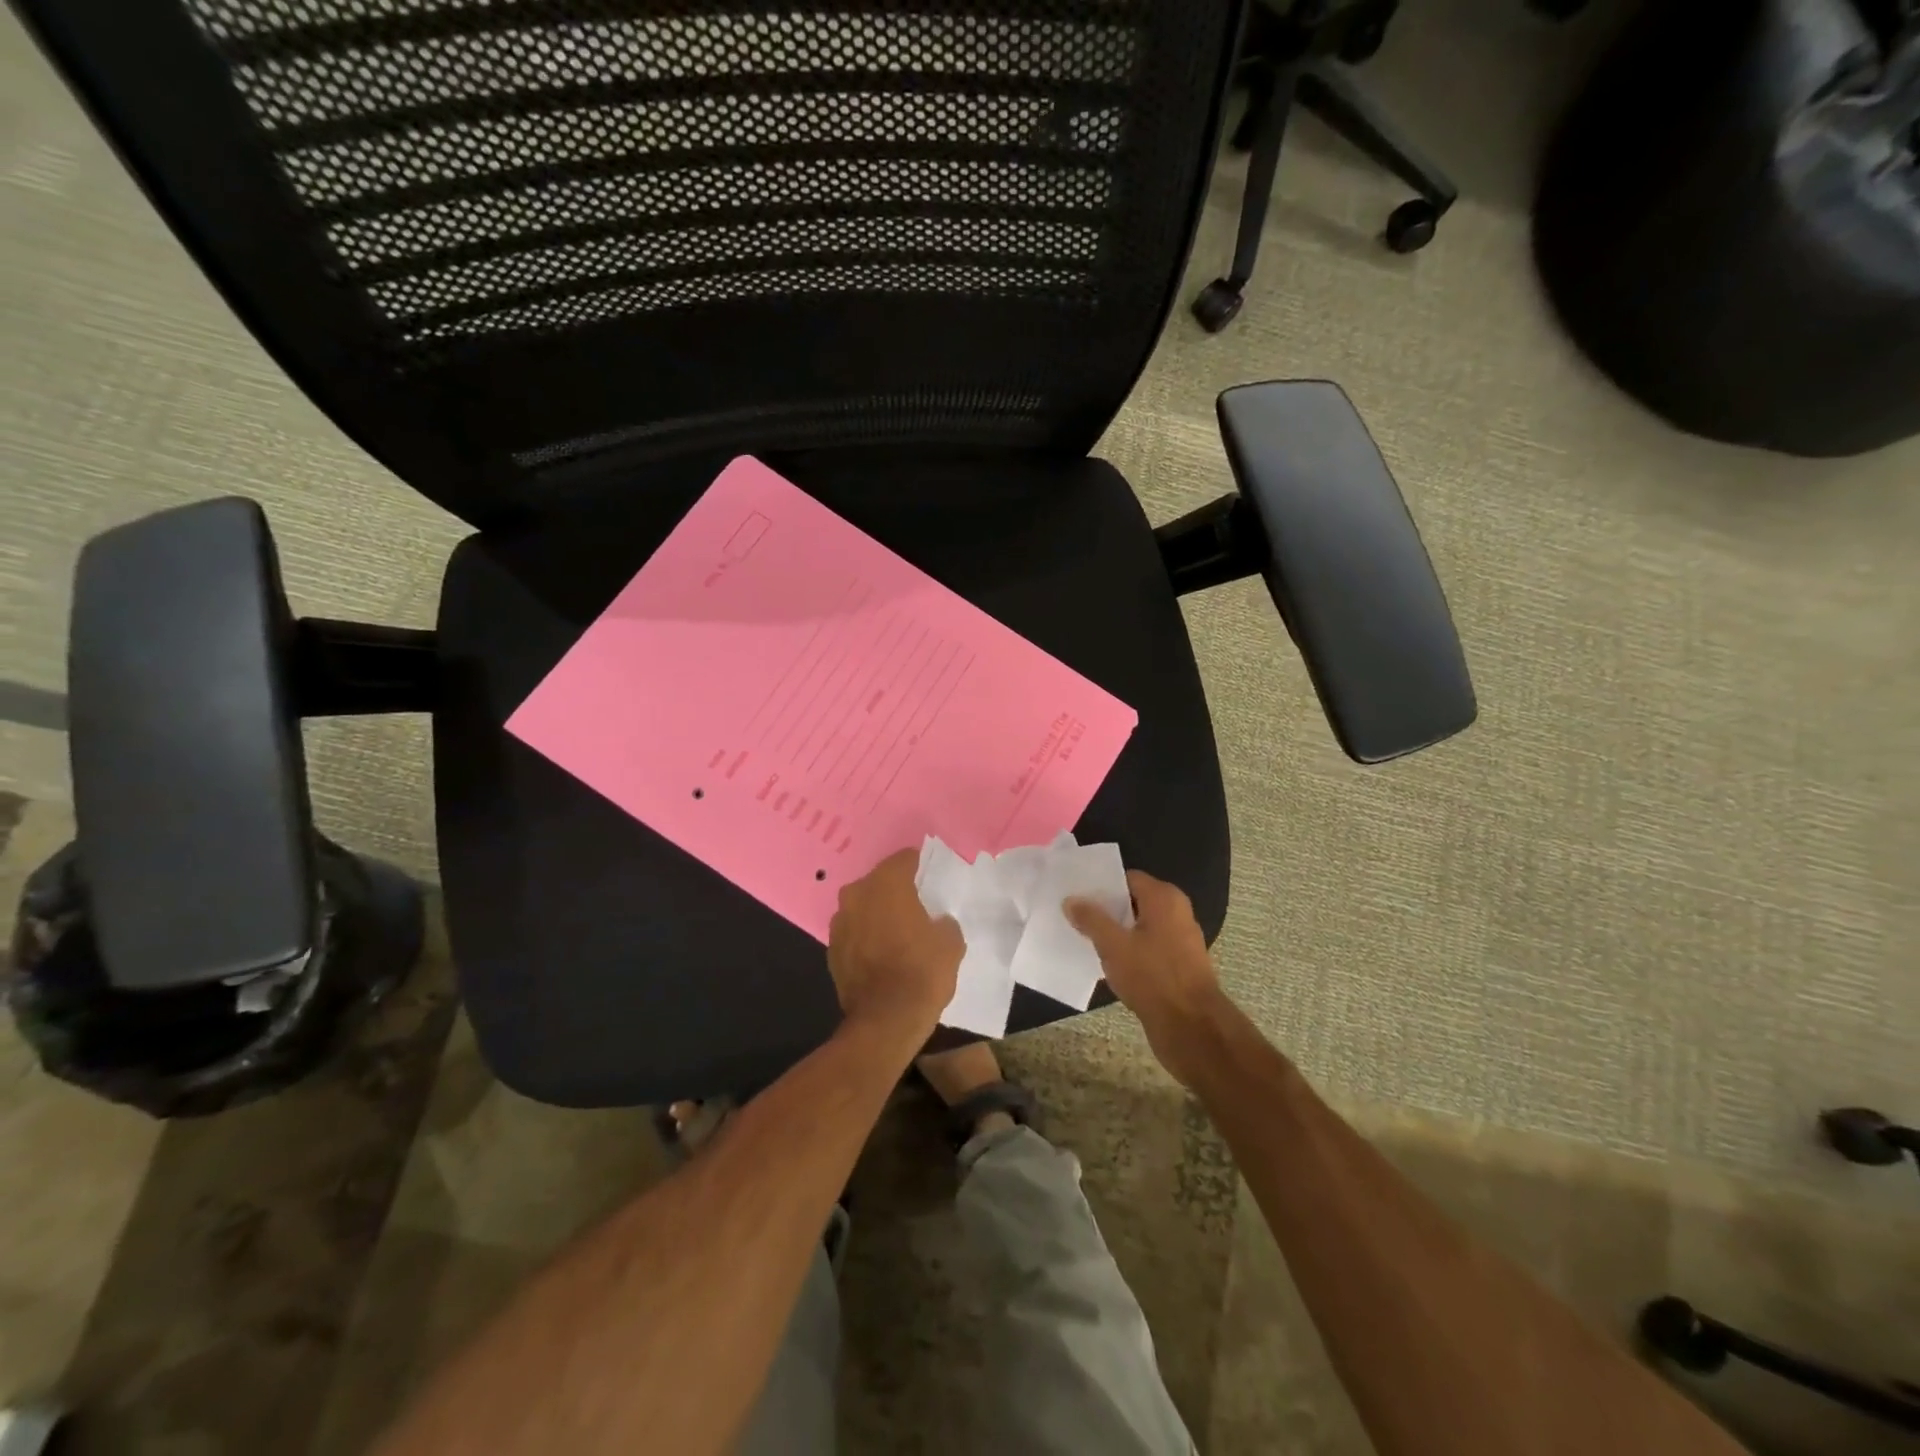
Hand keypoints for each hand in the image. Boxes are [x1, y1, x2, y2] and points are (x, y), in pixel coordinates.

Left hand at [828, 848, 962, 1041]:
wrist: (885, 1021)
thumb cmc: (922, 972)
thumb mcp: (951, 942)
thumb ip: (943, 921)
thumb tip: (936, 922)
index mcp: (886, 883)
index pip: (905, 859)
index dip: (921, 867)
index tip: (932, 880)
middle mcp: (857, 894)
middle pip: (880, 882)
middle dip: (897, 890)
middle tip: (918, 907)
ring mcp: (839, 923)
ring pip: (864, 907)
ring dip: (878, 914)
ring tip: (899, 932)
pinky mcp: (831, 950)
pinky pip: (854, 933)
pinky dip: (866, 937)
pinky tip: (882, 954)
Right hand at [1066, 870, 1226, 1086]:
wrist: (1191, 1026)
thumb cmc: (1152, 976)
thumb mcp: (1113, 945)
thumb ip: (1091, 919)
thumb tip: (1071, 899)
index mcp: (1164, 898)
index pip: (1127, 879)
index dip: (1101, 887)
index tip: (1077, 897)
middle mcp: (1177, 912)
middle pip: (1134, 902)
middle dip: (1106, 911)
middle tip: (1076, 919)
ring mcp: (1181, 939)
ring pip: (1141, 927)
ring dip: (1117, 934)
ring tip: (1087, 941)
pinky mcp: (1180, 964)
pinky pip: (1149, 948)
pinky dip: (1131, 952)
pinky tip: (1110, 964)